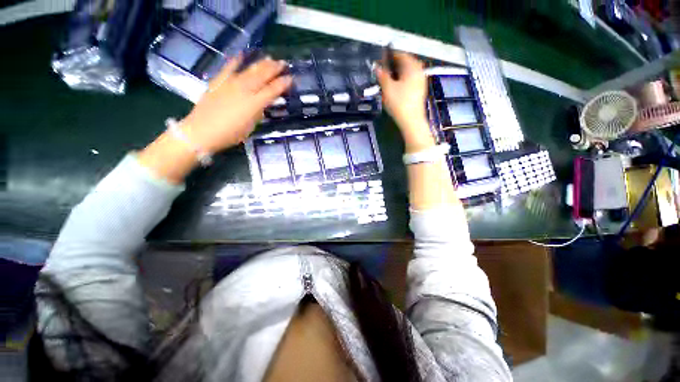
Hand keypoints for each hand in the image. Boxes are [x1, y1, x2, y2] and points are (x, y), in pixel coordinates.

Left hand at [180, 55, 292, 152]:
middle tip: (283, 64)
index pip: (273, 90)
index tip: (291, 78)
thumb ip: (258, 112)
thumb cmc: (230, 134)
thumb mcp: (250, 126)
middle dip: (275, 68)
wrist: (201, 131)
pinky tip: (242, 54)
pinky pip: (229, 67)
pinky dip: (236, 60)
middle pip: (263, 75)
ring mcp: (230, 83)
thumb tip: (262, 103)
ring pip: (249, 70)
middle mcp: (245, 89)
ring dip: (261, 63)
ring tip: (270, 58)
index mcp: (255, 103)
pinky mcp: (218, 81)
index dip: (283, 83)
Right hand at [376, 52, 434, 152]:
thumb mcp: (387, 88)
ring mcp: (421, 81)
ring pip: (408, 72)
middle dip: (394, 65)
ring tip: (388, 79)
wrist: (411, 120)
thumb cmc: (399, 103)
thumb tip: (376, 67)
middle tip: (383, 70)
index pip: (400, 55)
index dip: (389, 56)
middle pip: (405, 63)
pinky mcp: (420, 90)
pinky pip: (411, 79)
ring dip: (398, 73)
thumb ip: (382, 75)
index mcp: (412, 67)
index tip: (380, 60)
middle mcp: (419, 71)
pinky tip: (396, 87)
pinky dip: (403, 80)